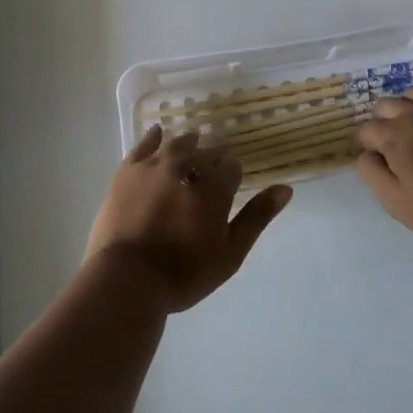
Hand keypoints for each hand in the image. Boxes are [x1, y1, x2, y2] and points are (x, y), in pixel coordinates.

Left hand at [85, 126, 292, 312]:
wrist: (127, 279)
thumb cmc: (184, 273)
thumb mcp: (230, 253)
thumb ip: (257, 217)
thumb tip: (285, 188)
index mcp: (214, 187)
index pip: (231, 166)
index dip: (232, 175)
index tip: (229, 186)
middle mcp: (187, 166)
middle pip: (206, 152)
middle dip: (212, 160)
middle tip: (210, 173)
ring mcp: (155, 165)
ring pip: (178, 144)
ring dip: (189, 146)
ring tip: (191, 148)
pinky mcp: (128, 169)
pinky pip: (144, 144)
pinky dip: (154, 137)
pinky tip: (158, 134)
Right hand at [354, 89, 412, 247]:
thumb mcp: (397, 202)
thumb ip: (372, 174)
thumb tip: (364, 155)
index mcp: (393, 135)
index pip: (366, 130)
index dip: (363, 144)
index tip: (370, 160)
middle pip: (385, 106)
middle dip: (380, 122)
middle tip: (389, 147)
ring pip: (411, 96)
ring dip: (403, 109)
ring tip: (410, 130)